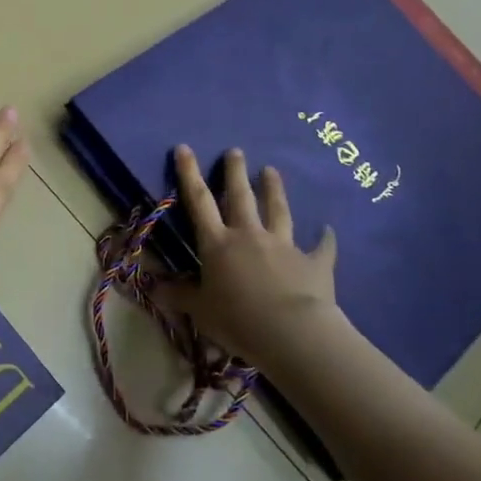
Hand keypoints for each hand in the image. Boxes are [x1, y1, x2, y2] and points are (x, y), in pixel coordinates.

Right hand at [164, 145, 340, 368]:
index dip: (189, 174)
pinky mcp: (314, 263)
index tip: (184, 148)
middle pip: (241, 197)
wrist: (292, 333)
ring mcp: (284, 246)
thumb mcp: (199, 310)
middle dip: (236, 172)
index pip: (199, 202)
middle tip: (236, 151)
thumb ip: (178, 295)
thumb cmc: (237, 320)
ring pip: (278, 211)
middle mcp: (249, 236)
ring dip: (274, 190)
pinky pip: (321, 248)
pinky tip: (328, 230)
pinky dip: (325, 239)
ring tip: (272, 170)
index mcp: (218, 244)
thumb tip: (152, 285)